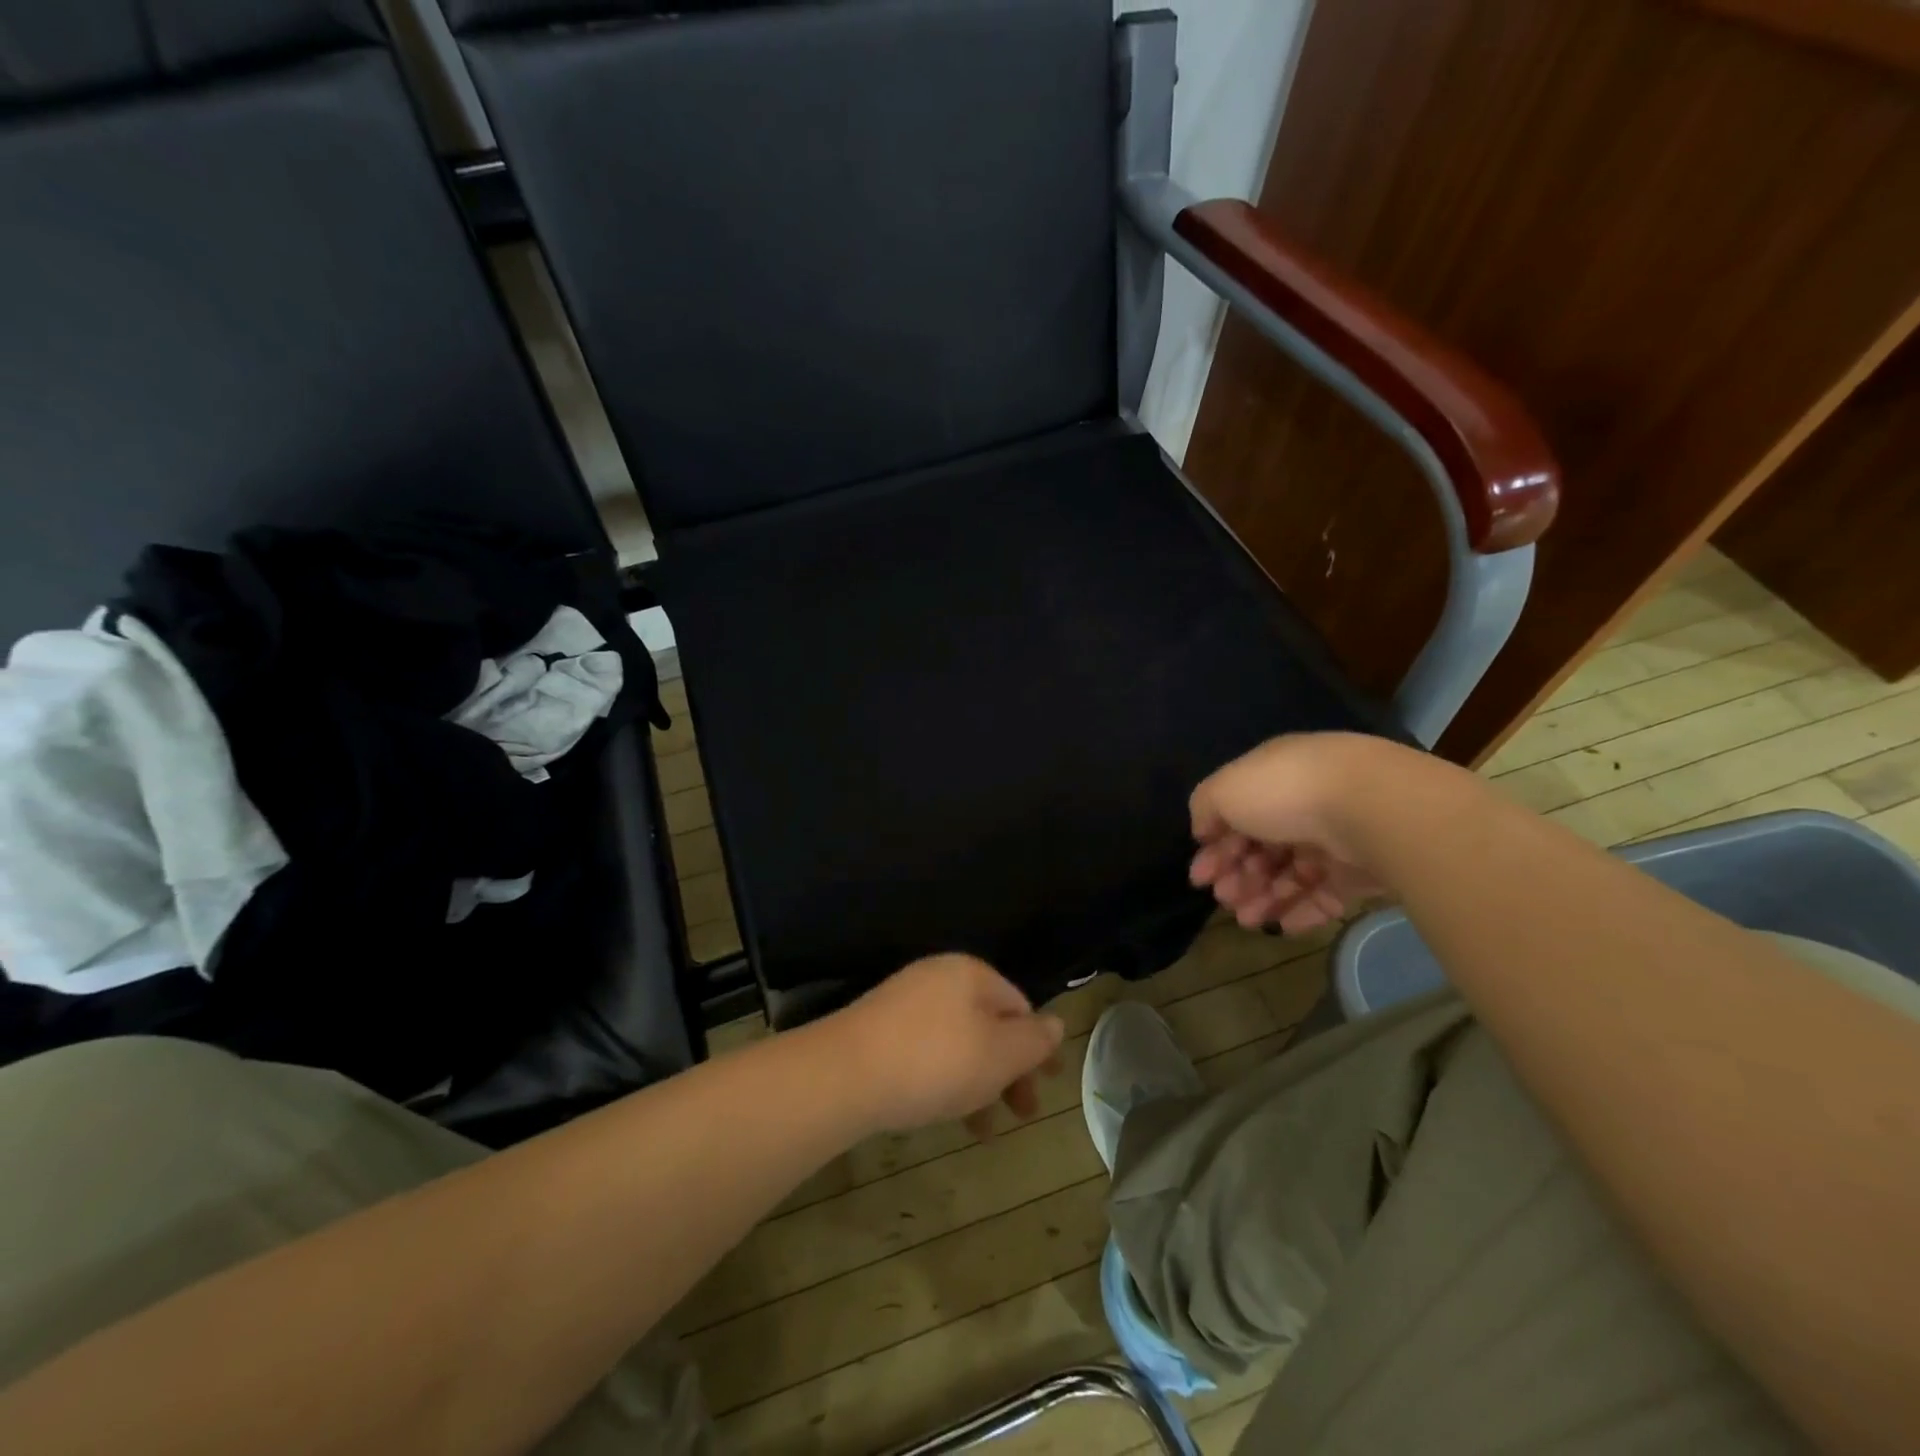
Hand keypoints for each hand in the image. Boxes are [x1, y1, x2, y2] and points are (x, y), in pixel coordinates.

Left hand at [830, 955, 1065, 1136]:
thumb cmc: (935, 1060)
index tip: (1049, 1084)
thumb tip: (1056, 1023)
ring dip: (979, 1083)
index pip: (1019, 1005)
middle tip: (1022, 1113)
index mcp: (971, 973)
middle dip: (1009, 1070)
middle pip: (989, 1023)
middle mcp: (938, 978)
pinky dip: (944, 1081)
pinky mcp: (879, 1029)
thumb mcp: (999, 1054)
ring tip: (983, 1129)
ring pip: (958, 1042)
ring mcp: (905, 1002)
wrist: (845, 1073)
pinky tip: (943, 1114)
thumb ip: (1033, 1040)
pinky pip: (927, 1052)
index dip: (1038, 1046)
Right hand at [1189, 733, 1390, 933]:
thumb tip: (1204, 830)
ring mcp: (1336, 836)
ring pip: (1292, 873)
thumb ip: (1204, 807)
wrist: (1371, 807)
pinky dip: (1303, 910)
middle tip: (1223, 899)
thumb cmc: (1285, 792)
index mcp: (1272, 777)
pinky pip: (1327, 894)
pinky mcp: (1363, 869)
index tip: (1200, 877)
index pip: (1237, 814)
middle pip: (1263, 845)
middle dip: (1238, 875)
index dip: (1215, 846)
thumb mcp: (1225, 789)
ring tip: (1248, 920)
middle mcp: (1304, 803)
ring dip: (1264, 897)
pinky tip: (1283, 926)